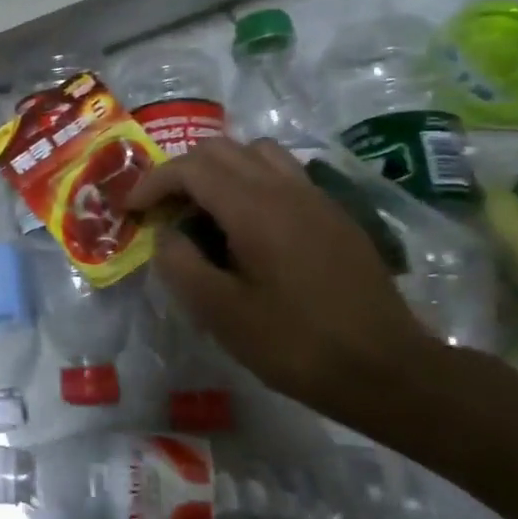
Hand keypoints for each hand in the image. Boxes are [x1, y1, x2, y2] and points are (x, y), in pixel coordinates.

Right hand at [128, 139, 433, 415]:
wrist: (386, 369)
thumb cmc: (294, 343)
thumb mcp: (219, 311)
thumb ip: (180, 263)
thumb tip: (166, 234)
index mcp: (255, 208)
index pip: (191, 168)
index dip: (152, 182)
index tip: (131, 210)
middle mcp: (287, 189)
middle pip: (222, 150)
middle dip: (181, 172)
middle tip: (162, 210)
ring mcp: (317, 198)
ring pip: (258, 154)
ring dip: (220, 171)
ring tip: (204, 211)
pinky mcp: (335, 216)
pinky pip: (284, 175)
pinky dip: (251, 183)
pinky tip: (247, 229)